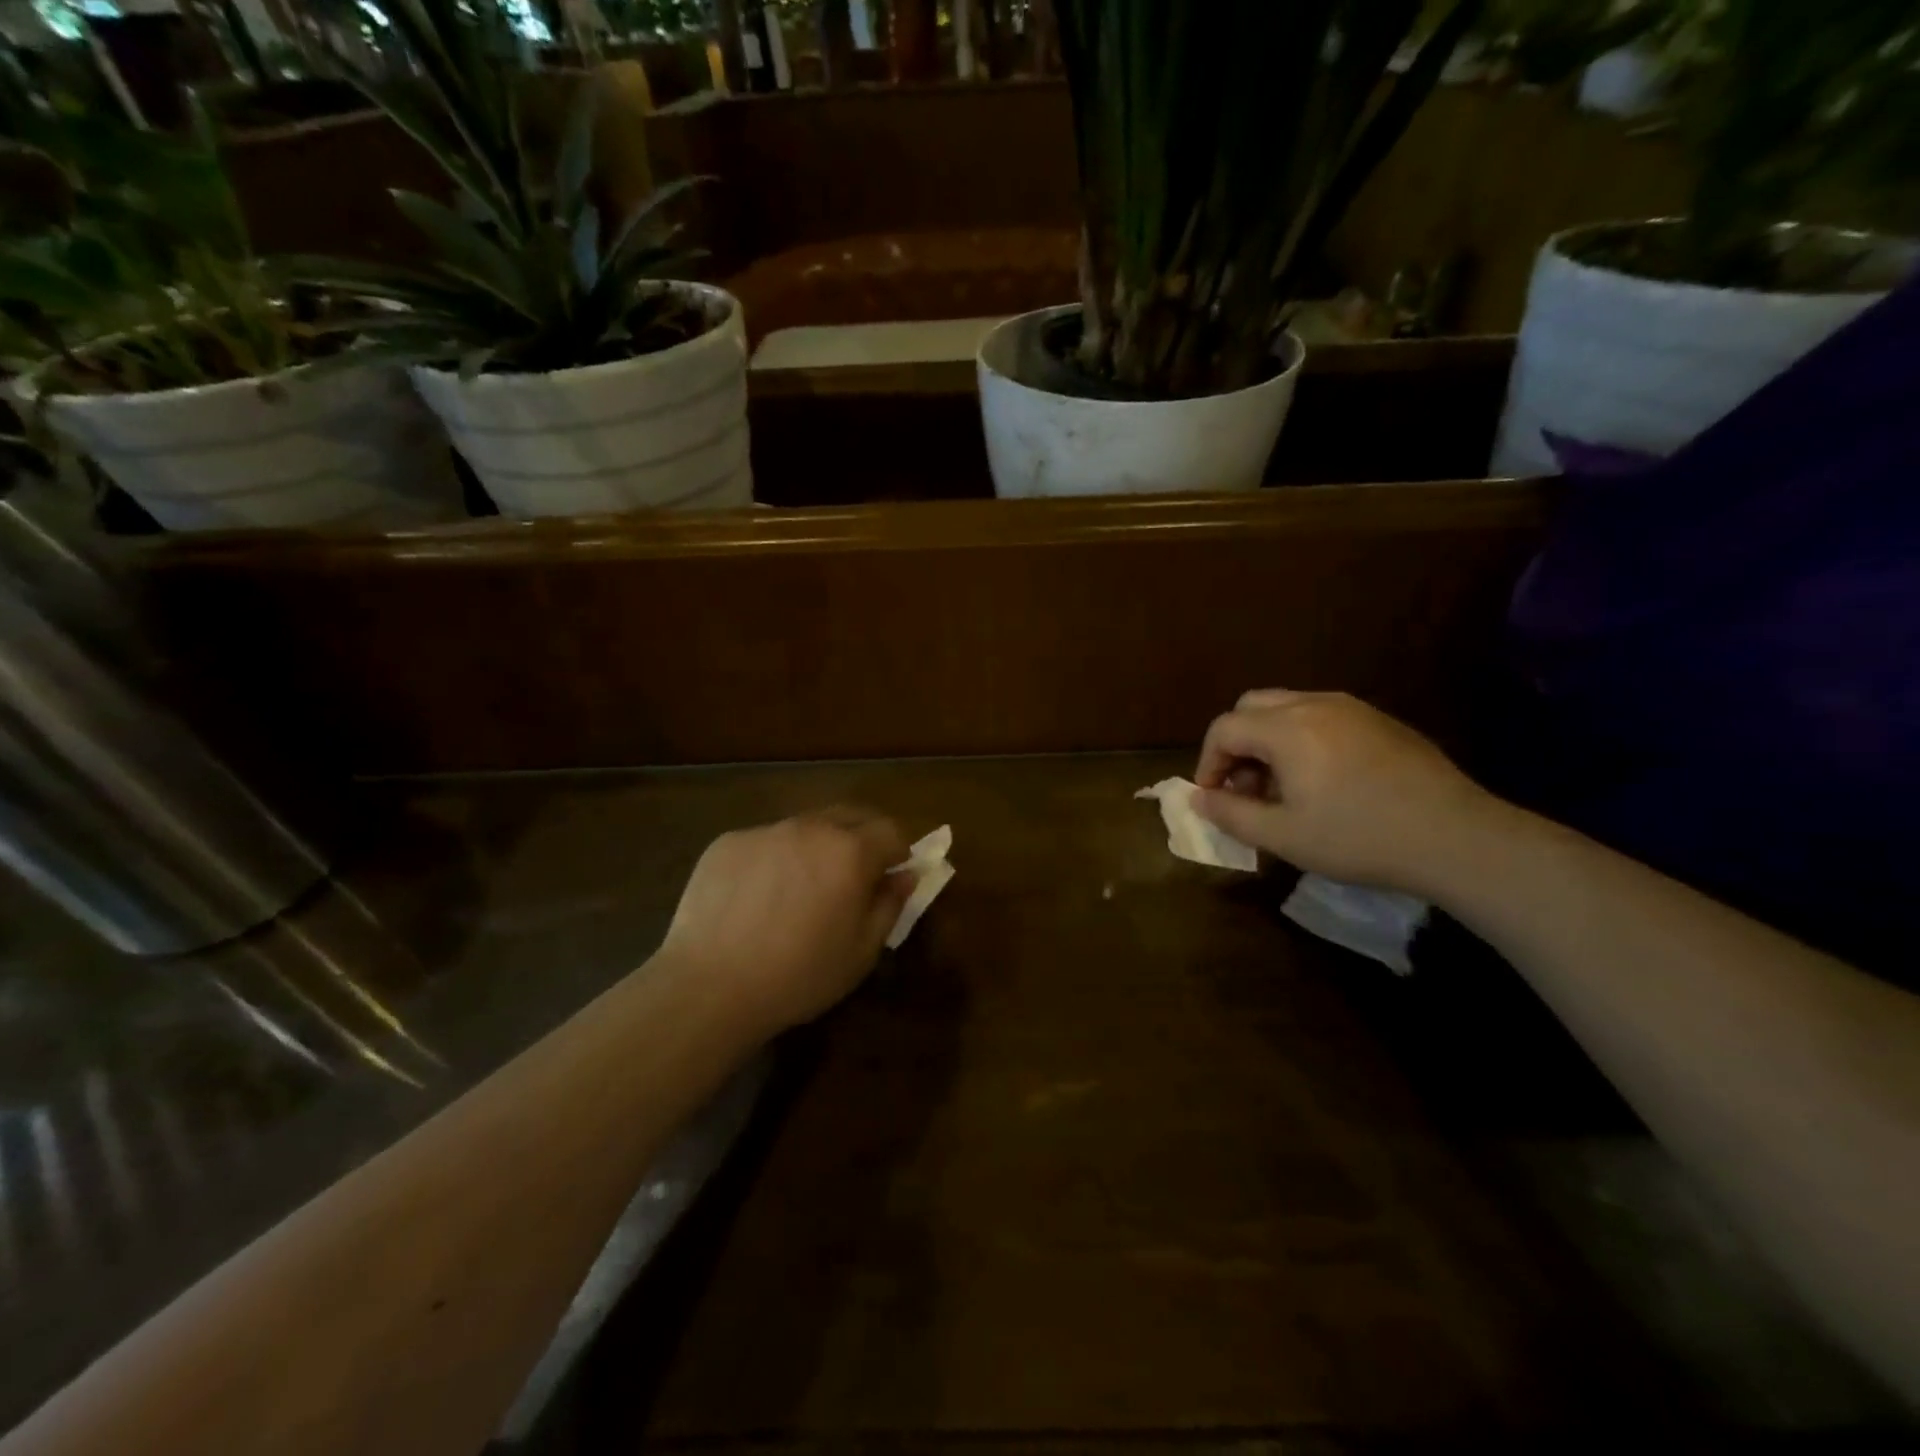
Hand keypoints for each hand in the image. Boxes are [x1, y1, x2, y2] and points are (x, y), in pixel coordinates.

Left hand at [661, 807, 914, 1034]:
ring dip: (816, 846)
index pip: (890, 830)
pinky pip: (765, 841)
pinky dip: (774, 859)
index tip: (890, 876)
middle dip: (861, 838)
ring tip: (800, 888)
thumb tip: (906, 875)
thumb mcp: (861, 952)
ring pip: (805, 826)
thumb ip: (890, 905)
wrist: (709, 986)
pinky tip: (757, 898)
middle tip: (853, 876)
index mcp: (850, 852)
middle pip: (849, 816)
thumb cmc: (798, 976)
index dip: (897, 852)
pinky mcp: (728, 842)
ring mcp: (765, 831)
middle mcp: (810, 828)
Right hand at [1192, 690, 1500, 895]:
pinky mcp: (1379, 720)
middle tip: (1244, 786)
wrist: (1456, 837)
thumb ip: (1231, 814)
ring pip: (1287, 707)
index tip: (1214, 797)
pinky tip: (1322, 779)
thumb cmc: (1360, 838)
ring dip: (1267, 740)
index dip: (1207, 762)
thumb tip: (1198, 798)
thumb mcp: (1284, 836)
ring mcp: (1352, 708)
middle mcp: (1315, 705)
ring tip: (1281, 786)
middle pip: (1251, 706)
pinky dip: (1301, 737)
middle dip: (1235, 743)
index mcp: (1287, 729)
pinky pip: (1321, 715)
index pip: (1223, 728)